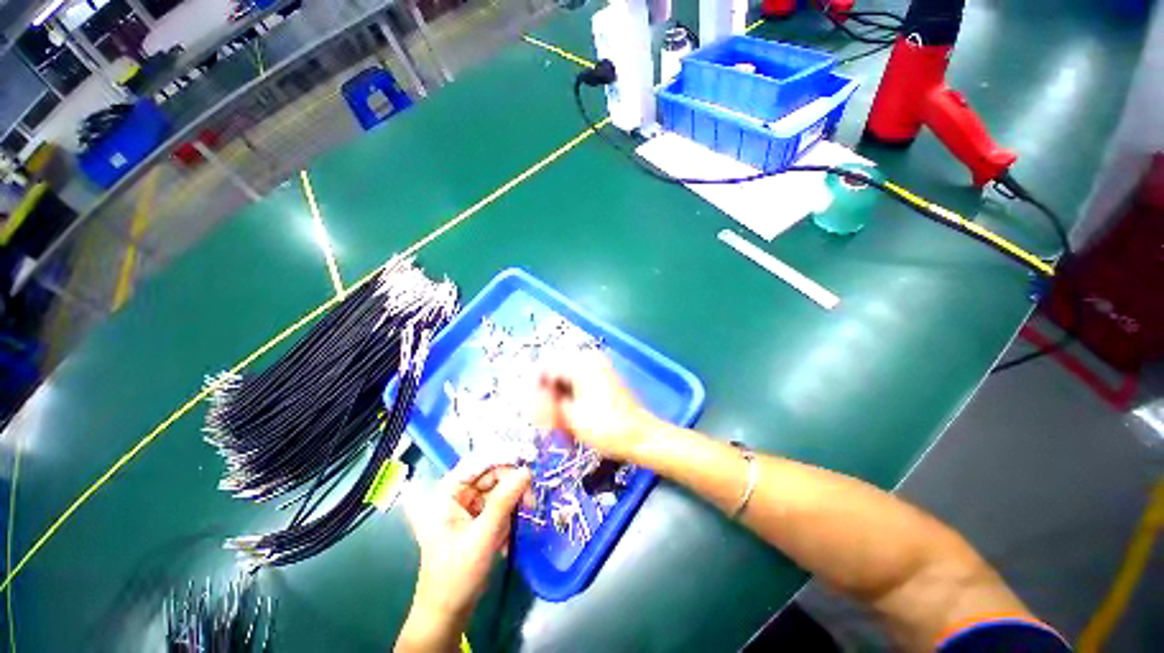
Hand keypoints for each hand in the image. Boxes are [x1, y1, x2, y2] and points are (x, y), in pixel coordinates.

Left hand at [399, 458, 530, 649]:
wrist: (449, 612)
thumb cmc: (458, 574)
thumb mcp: (483, 536)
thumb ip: (505, 501)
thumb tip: (527, 471)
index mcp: (448, 492)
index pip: (479, 462)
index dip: (504, 455)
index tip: (530, 455)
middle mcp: (458, 493)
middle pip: (492, 473)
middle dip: (512, 483)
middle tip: (531, 497)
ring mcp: (469, 505)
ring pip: (499, 488)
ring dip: (514, 499)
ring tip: (526, 514)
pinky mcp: (478, 517)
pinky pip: (500, 503)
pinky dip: (510, 512)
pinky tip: (512, 531)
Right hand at [534, 351, 658, 462]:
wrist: (641, 437)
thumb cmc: (606, 427)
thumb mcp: (571, 417)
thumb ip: (547, 404)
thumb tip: (529, 399)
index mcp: (581, 363)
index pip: (547, 367)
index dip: (536, 388)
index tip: (533, 410)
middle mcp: (589, 359)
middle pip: (556, 373)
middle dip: (549, 396)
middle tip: (547, 420)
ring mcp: (598, 368)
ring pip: (567, 380)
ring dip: (560, 401)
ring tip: (560, 425)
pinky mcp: (603, 379)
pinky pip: (579, 385)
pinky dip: (571, 400)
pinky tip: (571, 420)